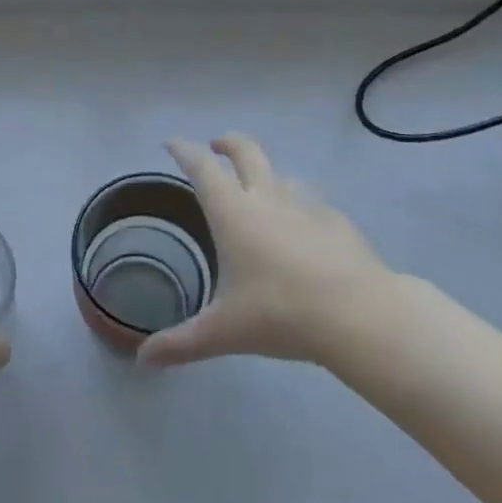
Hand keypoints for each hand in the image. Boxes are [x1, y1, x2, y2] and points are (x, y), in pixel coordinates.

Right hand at [139, 133, 419, 367]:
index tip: (171, 142)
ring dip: (264, 174)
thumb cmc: (281, 314)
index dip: (183, 150)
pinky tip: (302, 228)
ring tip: (259, 191)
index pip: (202, 168)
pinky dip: (298, 204)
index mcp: (233, 213)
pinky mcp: (337, 220)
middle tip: (215, 146)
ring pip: (281, 173)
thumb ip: (180, 343)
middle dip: (227, 143)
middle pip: (245, 151)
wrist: (359, 314)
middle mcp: (267, 198)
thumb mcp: (223, 332)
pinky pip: (311, 200)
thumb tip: (142, 360)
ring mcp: (307, 205)